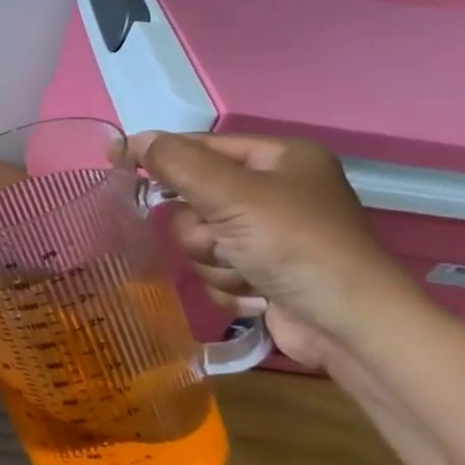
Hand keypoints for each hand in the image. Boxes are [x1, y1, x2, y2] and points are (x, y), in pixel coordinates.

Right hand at [128, 132, 413, 369]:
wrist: (347, 324)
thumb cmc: (294, 244)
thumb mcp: (231, 194)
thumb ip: (177, 163)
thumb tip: (132, 139)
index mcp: (279, 158)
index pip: (202, 146)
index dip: (161, 155)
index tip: (117, 161)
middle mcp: (275, 191)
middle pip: (195, 199)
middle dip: (203, 229)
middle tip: (223, 239)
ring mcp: (270, 235)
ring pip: (201, 239)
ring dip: (215, 260)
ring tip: (248, 272)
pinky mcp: (264, 272)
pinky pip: (216, 269)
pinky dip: (229, 283)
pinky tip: (256, 293)